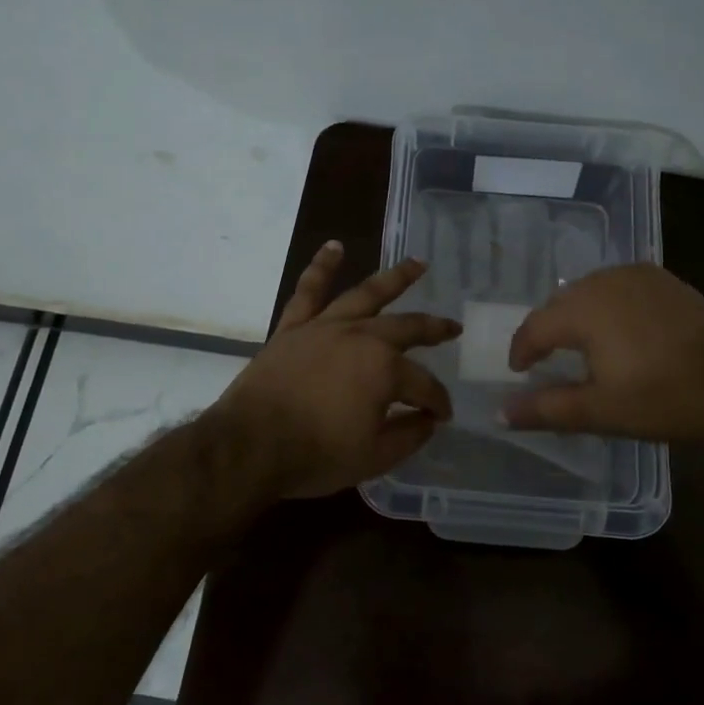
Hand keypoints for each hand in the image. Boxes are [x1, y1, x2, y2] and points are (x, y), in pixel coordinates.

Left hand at [214, 243, 461, 498]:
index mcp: (385, 370)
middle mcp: (361, 338)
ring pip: (366, 294)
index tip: (442, 416)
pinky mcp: (294, 327)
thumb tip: (428, 420)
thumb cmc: (315, 454)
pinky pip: (309, 290)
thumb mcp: (374, 457)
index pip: (424, 385)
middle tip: (453, 327)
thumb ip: (409, 436)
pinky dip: (321, 267)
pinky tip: (333, 247)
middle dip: (434, 329)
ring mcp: (325, 327)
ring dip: (395, 278)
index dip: (437, 402)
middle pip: (406, 328)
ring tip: (417, 263)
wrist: (250, 445)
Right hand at [502, 264, 703, 440]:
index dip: (522, 350)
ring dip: (577, 316)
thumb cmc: (665, 399)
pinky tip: (618, 332)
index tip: (519, 372)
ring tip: (579, 347)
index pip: (535, 326)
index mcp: (585, 309)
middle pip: (560, 303)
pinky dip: (606, 307)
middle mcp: (606, 281)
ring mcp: (640, 276)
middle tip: (545, 361)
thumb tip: (500, 413)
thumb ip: (545, 409)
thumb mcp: (600, 411)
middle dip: (547, 331)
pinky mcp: (667, 281)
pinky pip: (619, 288)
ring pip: (590, 292)